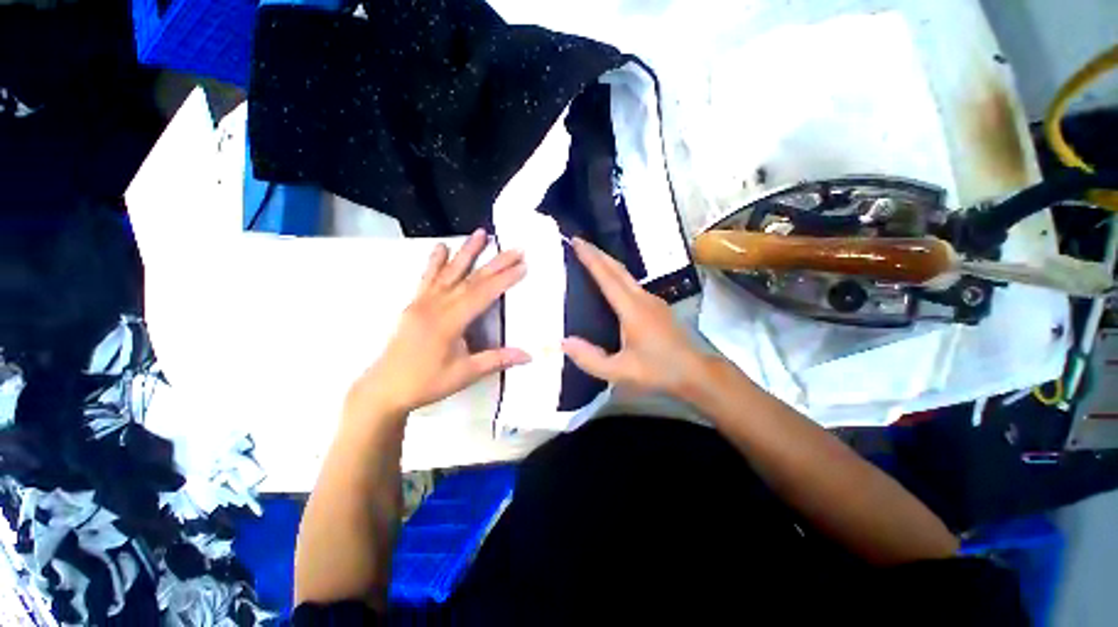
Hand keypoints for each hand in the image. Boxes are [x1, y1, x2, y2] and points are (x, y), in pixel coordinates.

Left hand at [345, 229, 530, 420]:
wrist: (384, 388)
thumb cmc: (426, 383)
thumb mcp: (466, 374)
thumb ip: (497, 360)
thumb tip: (528, 355)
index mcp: (449, 321)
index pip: (483, 294)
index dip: (504, 279)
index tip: (523, 266)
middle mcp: (436, 305)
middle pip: (471, 279)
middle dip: (495, 262)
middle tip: (515, 248)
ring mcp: (423, 302)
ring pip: (449, 272)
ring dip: (466, 252)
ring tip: (480, 233)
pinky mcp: (414, 304)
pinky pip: (427, 278)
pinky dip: (435, 262)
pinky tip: (441, 247)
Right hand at [561, 237, 708, 397]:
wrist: (697, 373)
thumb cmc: (659, 371)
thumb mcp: (621, 371)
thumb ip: (590, 359)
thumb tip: (563, 342)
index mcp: (632, 309)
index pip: (607, 277)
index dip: (590, 258)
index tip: (576, 241)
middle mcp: (643, 298)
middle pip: (618, 269)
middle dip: (598, 253)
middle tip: (579, 242)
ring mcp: (653, 301)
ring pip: (627, 275)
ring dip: (608, 263)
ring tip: (591, 258)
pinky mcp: (658, 307)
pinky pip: (633, 284)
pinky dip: (617, 276)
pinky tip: (612, 284)